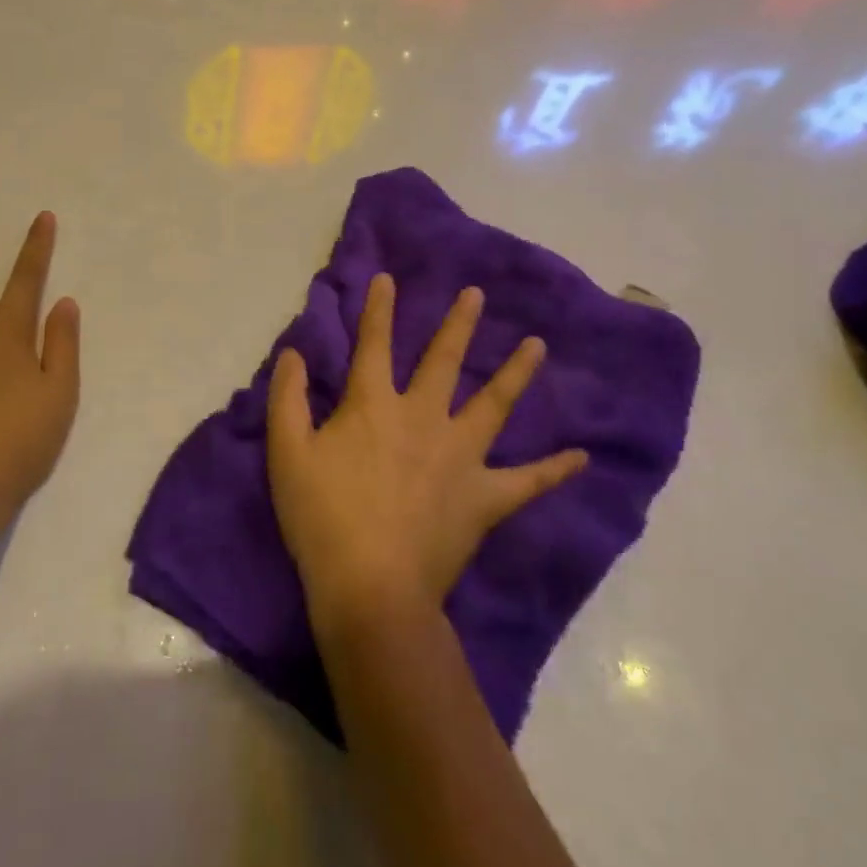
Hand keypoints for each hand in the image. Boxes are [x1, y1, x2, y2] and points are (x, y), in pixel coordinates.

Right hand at [267, 273, 586, 626]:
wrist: (371, 587)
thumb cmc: (322, 517)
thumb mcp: (287, 453)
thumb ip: (287, 398)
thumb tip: (292, 353)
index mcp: (373, 405)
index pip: (374, 345)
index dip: (379, 310)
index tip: (389, 279)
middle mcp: (423, 418)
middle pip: (443, 361)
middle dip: (458, 324)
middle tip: (477, 295)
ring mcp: (460, 456)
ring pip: (493, 405)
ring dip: (515, 373)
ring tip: (537, 345)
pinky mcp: (484, 498)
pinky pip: (527, 481)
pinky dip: (553, 469)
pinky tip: (579, 457)